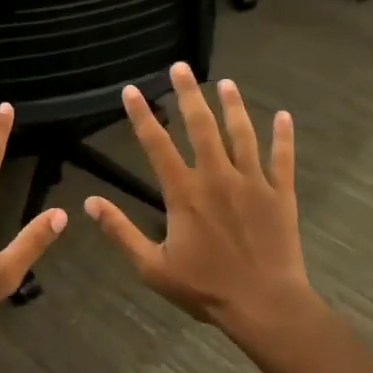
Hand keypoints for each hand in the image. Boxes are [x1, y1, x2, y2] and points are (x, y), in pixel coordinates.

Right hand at [85, 63, 325, 364]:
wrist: (265, 305)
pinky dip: (283, 136)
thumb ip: (121, 232)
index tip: (132, 90)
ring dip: (233, 106)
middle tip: (180, 67)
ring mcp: (252, 183)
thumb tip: (88, 204)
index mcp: (184, 193)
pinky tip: (283, 116)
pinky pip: (282, 158)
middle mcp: (217, 177)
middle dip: (188, 94)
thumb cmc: (205, 288)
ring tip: (226, 83)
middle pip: (201, 127)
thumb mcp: (152, 267)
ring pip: (241, 134)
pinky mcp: (280, 194)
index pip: (157, 145)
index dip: (142, 116)